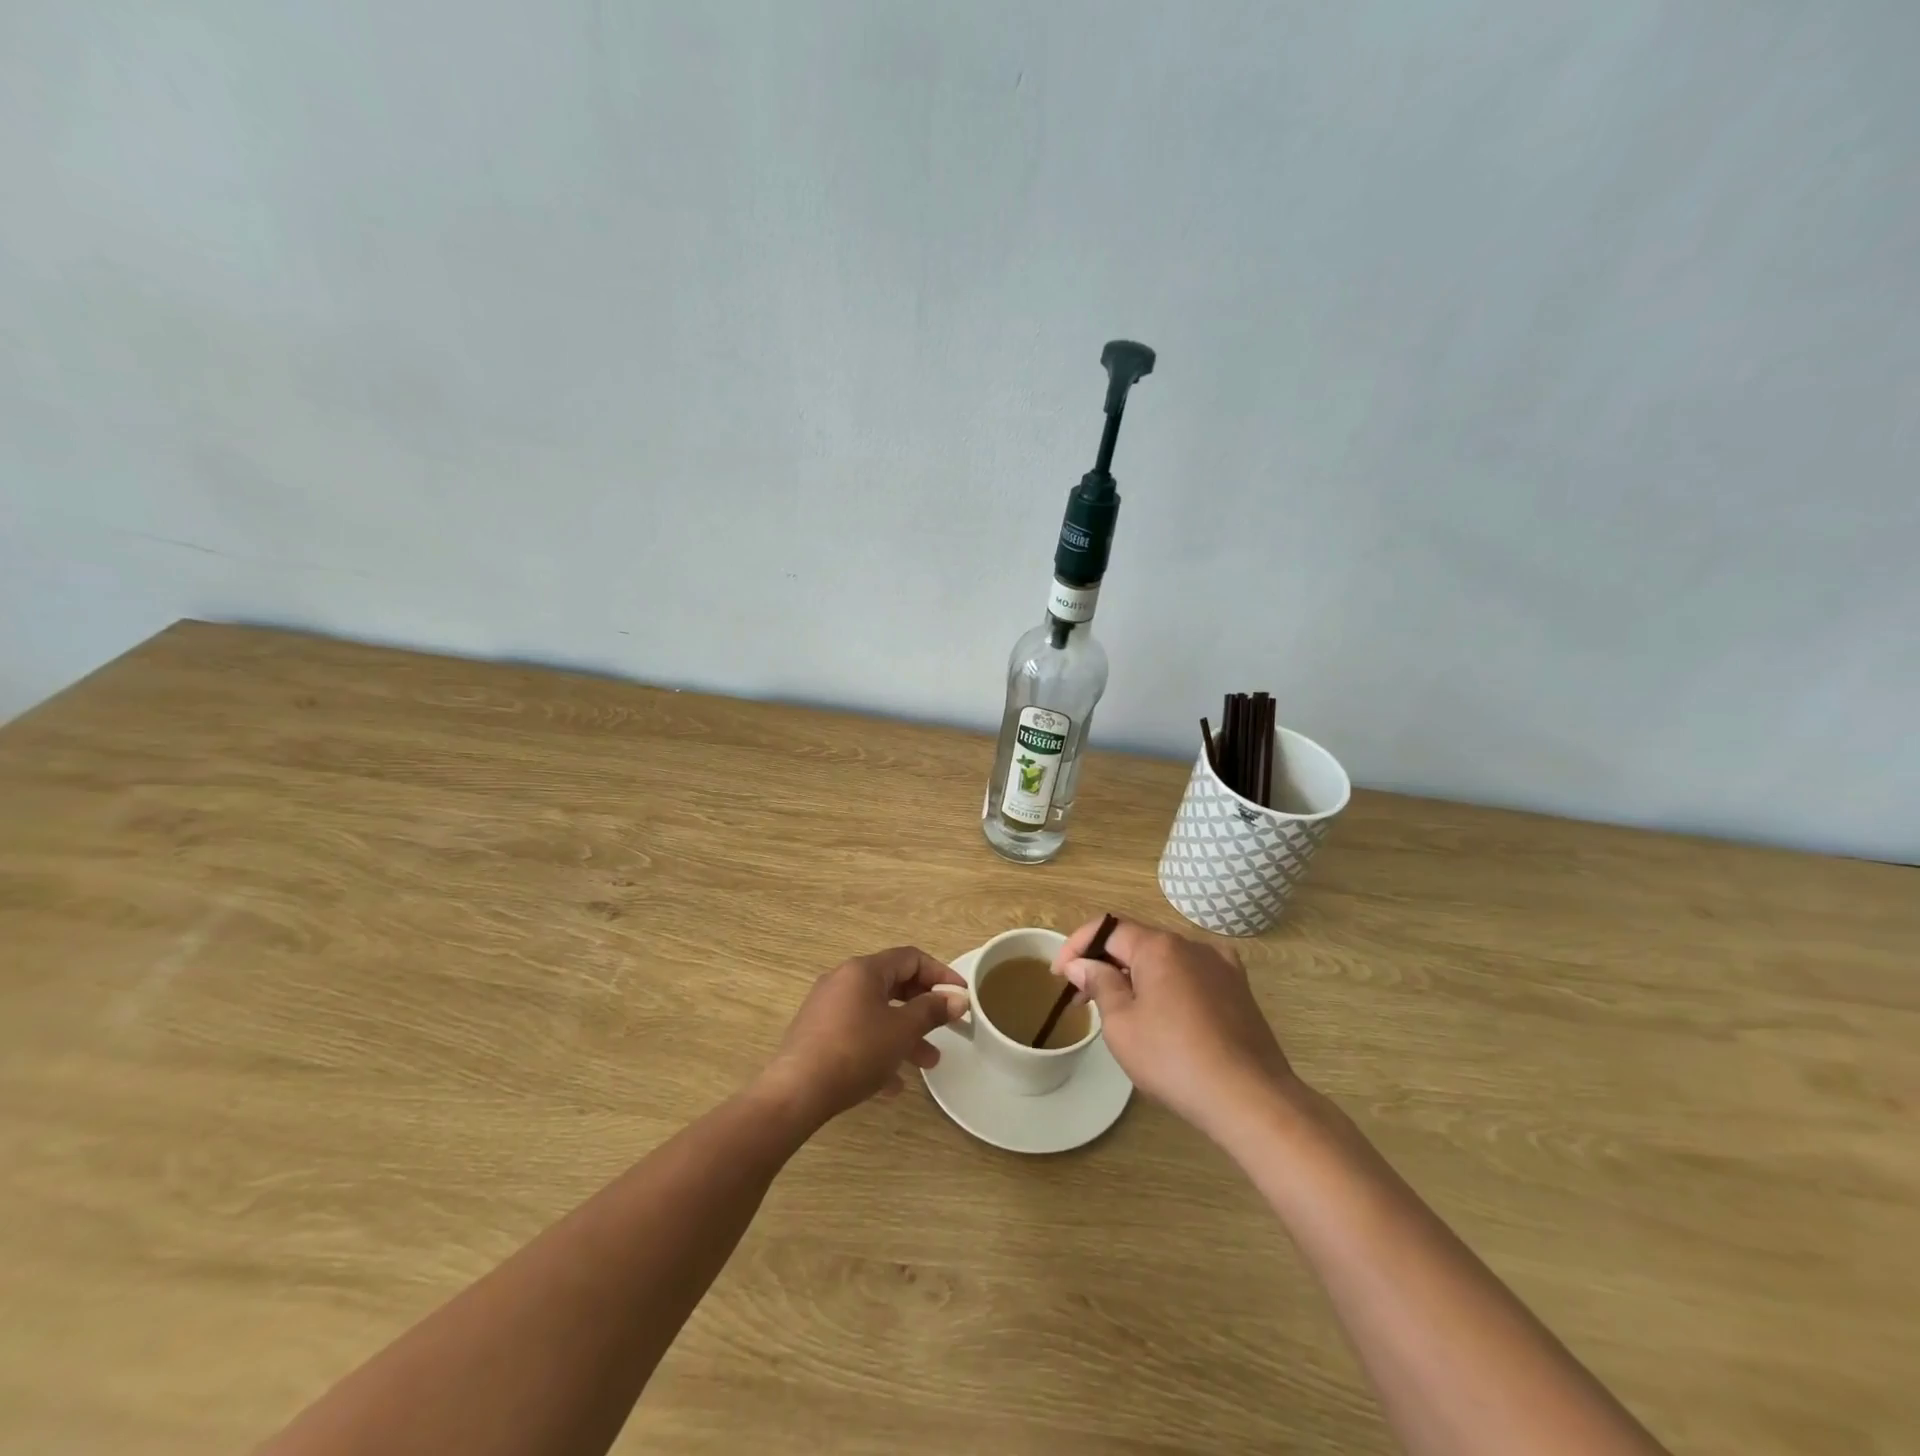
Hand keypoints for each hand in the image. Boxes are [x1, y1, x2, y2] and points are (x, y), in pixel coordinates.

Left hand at [759, 947, 966, 1126]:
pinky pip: (857, 1035)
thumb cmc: (856, 1051)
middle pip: (893, 985)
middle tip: (947, 1028)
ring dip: (905, 1034)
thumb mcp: (902, 1030)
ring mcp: (827, 1008)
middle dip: (923, 1008)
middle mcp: (843, 981)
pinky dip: (879, 1050)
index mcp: (864, 970)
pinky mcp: (817, 1035)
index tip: (961, 996)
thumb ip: (932, 1011)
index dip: (940, 974)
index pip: (910, 958)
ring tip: (928, 1063)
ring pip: (876, 1014)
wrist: (796, 1092)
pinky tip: (893, 1085)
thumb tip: (957, 999)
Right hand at [1052, 917, 1298, 1138]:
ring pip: (1166, 959)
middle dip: (1105, 962)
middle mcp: (1192, 945)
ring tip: (1120, 1009)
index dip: (1077, 946)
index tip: (1059, 975)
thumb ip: (1099, 984)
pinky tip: (1166, 1012)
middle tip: (1083, 997)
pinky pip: (1192, 975)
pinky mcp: (1239, 990)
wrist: (1250, 1098)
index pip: (1107, 928)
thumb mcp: (1122, 1024)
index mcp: (1160, 946)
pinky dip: (1169, 984)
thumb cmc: (1174, 1060)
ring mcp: (1221, 966)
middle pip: (1137, 941)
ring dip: (1136, 975)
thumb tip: (1082, 964)